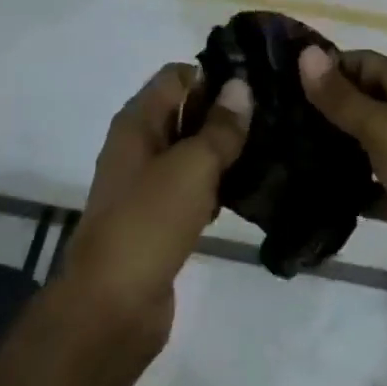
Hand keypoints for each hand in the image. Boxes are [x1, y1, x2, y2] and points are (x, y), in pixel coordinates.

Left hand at [60, 63, 251, 351]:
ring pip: (192, 152)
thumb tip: (241, 86)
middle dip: (225, 112)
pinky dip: (217, 185)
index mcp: (138, 122)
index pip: (177, 76)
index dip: (214, 75)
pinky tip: (250, 190)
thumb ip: (220, 126)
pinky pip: (193, 188)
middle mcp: (139, 145)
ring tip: (273, 147)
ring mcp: (147, 184)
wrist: (111, 310)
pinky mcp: (159, 219)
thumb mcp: (191, 166)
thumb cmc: (148, 223)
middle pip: (186, 111)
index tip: (257, 84)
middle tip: (275, 115)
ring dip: (225, 150)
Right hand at [299, 48, 386, 346]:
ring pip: (358, 145)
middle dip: (319, 108)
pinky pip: (362, 186)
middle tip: (267, 115)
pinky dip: (339, 187)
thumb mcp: (386, 127)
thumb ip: (342, 97)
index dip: (324, 66)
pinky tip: (301, 190)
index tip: (277, 77)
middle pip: (357, 102)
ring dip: (326, 147)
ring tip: (274, 149)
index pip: (360, 62)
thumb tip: (305, 53)